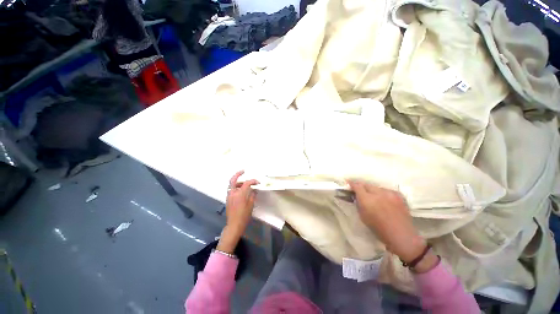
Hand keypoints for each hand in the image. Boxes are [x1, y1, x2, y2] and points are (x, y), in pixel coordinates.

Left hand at [217, 171, 258, 253]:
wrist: (234, 224)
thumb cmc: (244, 215)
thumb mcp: (251, 205)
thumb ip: (252, 195)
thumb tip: (254, 190)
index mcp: (240, 194)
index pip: (247, 183)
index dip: (253, 181)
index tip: (258, 182)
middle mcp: (233, 193)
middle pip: (233, 180)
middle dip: (238, 174)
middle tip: (243, 171)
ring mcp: (229, 196)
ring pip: (231, 184)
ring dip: (238, 181)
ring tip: (244, 183)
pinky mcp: (228, 199)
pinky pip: (231, 189)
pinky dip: (235, 186)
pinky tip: (241, 189)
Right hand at [348, 181, 437, 272]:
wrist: (402, 236)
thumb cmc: (379, 229)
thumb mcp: (363, 216)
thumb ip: (359, 203)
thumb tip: (356, 196)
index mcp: (367, 199)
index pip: (357, 186)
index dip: (352, 183)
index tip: (348, 183)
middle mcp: (378, 193)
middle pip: (367, 184)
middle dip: (362, 187)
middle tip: (360, 192)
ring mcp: (390, 193)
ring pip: (377, 187)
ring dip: (373, 190)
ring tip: (374, 197)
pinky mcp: (399, 195)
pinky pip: (387, 190)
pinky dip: (383, 193)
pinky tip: (384, 200)